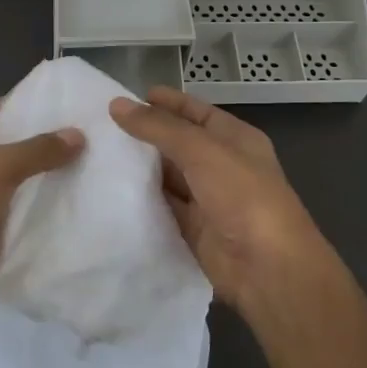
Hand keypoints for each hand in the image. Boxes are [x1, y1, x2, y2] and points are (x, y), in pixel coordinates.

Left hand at [0, 98, 84, 317]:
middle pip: (4, 146)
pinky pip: (10, 212)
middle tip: (83, 141)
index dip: (29, 108)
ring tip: (82, 169)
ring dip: (38, 180)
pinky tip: (65, 206)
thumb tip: (78, 135)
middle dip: (39, 146)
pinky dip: (32, 211)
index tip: (69, 110)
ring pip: (9, 182)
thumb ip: (38, 150)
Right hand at [109, 86, 323, 311]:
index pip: (195, 112)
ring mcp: (208, 198)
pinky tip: (111, 190)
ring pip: (168, 176)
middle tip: (102, 127)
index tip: (127, 98)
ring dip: (140, 168)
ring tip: (98, 155)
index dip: (165, 103)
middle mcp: (222, 165)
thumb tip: (117, 104)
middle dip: (146, 135)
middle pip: (179, 143)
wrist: (268, 269)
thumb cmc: (242, 195)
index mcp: (234, 138)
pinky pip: (164, 207)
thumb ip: (158, 128)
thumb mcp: (201, 150)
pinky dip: (142, 200)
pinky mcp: (194, 229)